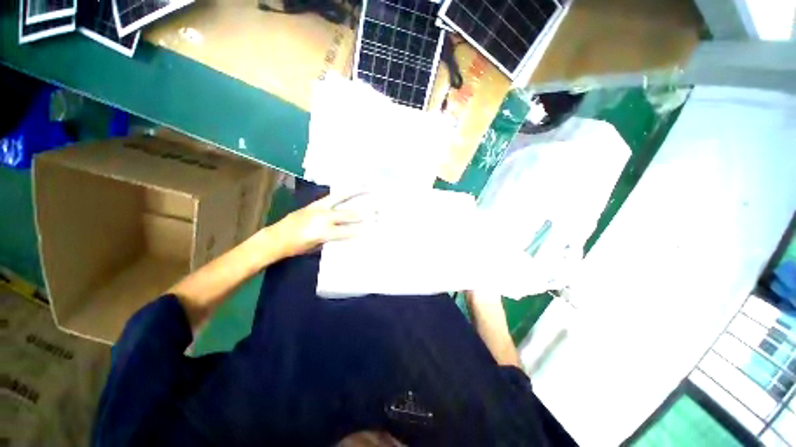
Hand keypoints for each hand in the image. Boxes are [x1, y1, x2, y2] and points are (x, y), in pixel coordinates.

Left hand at [267, 192, 370, 257]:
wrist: (276, 237)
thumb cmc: (297, 247)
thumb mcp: (318, 247)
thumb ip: (334, 238)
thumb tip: (350, 232)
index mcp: (322, 232)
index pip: (348, 231)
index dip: (362, 230)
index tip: (375, 227)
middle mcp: (322, 217)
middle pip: (348, 213)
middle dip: (364, 212)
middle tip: (378, 209)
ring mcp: (319, 207)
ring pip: (340, 197)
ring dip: (355, 191)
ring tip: (368, 185)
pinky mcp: (315, 203)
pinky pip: (333, 195)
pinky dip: (344, 191)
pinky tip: (352, 187)